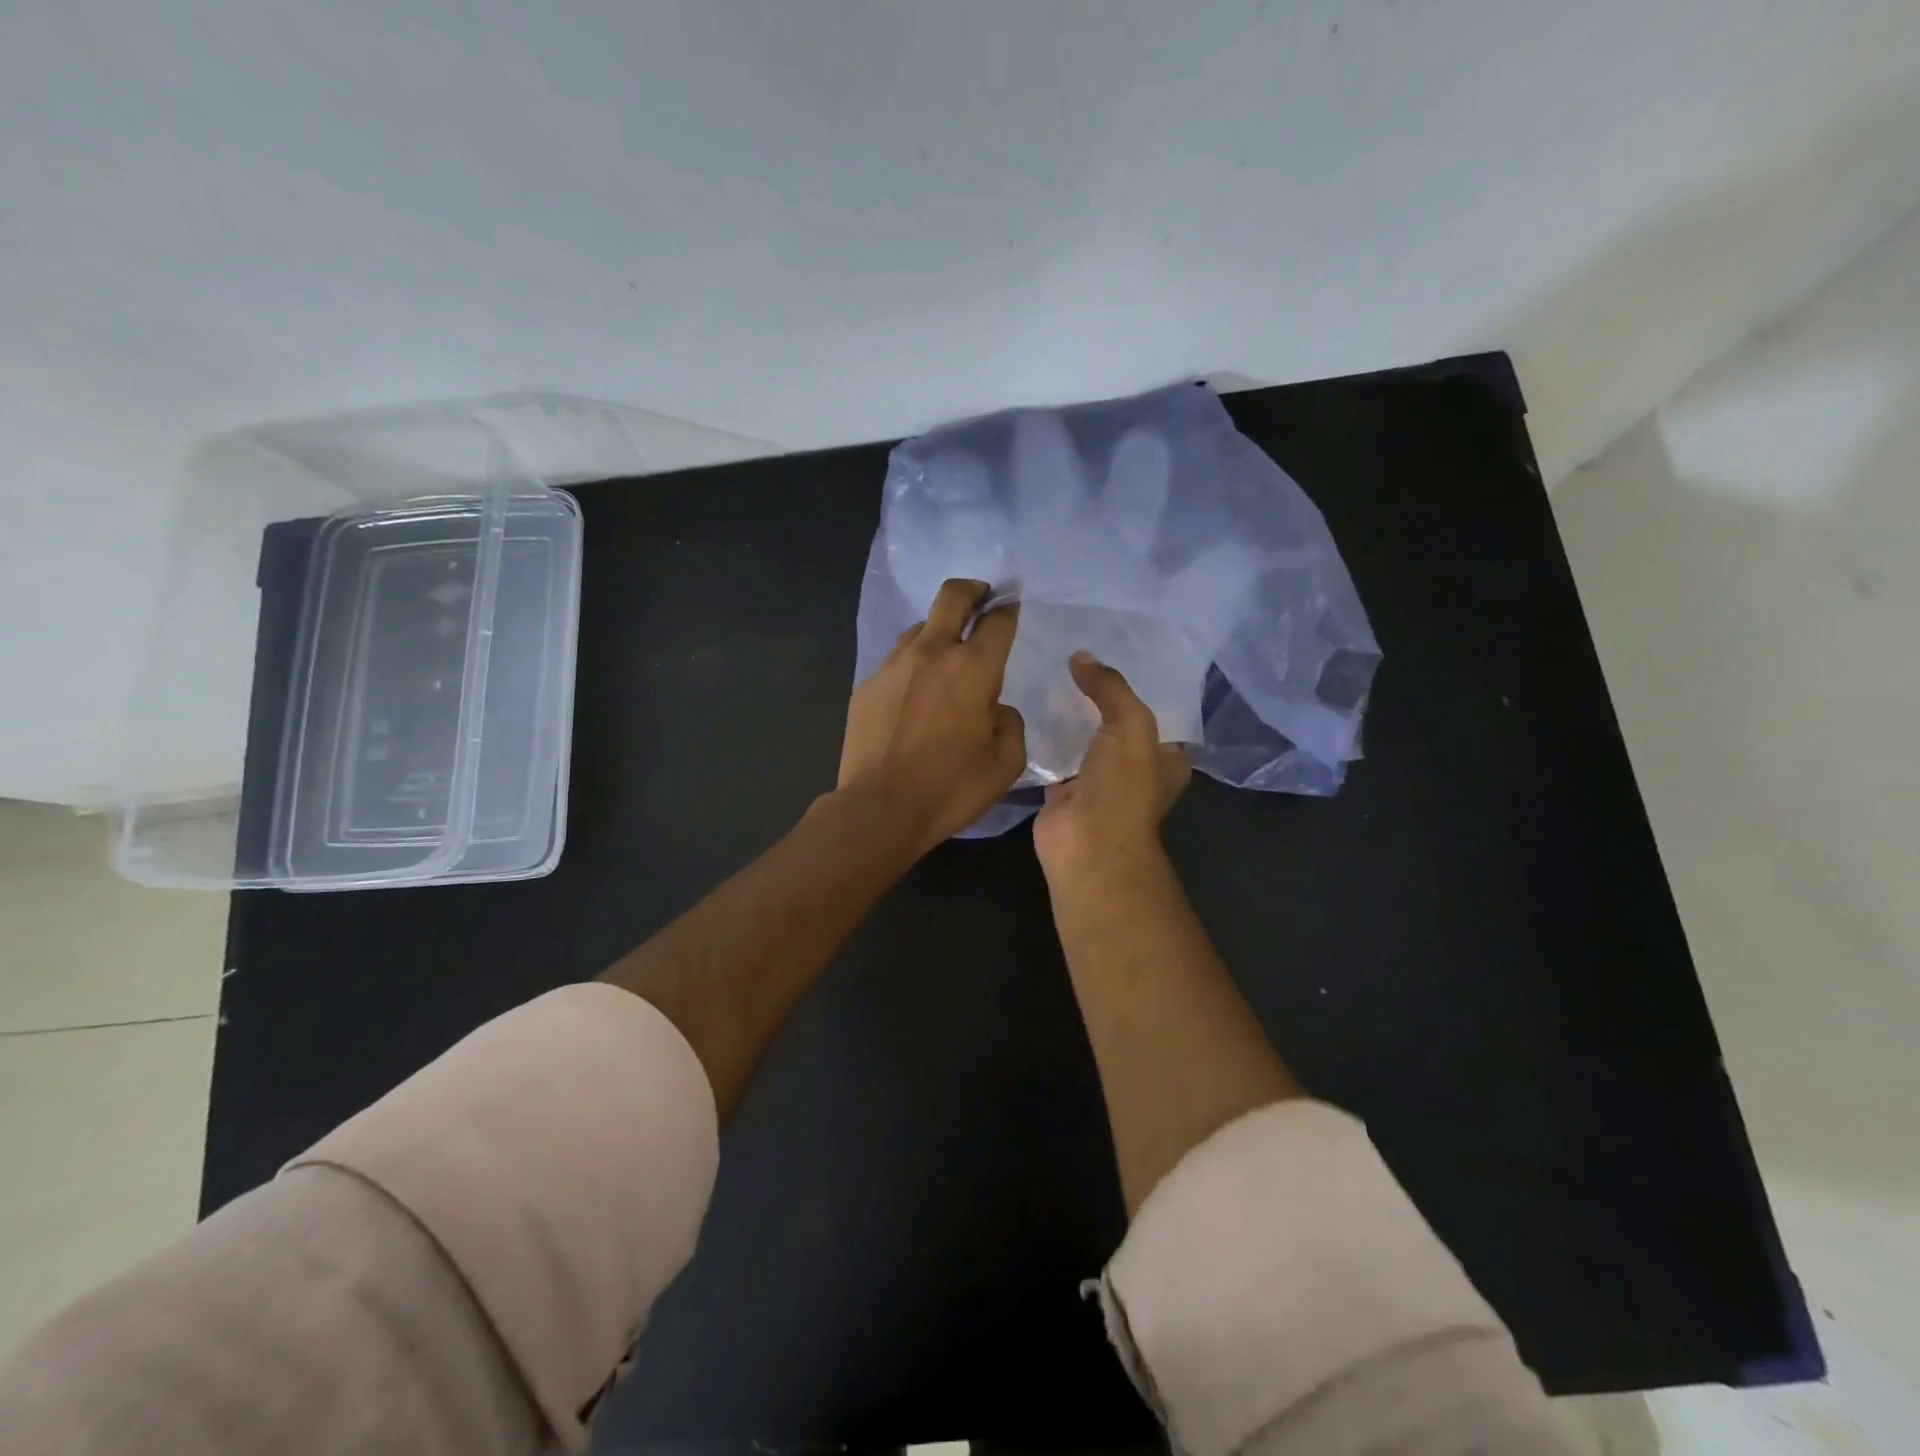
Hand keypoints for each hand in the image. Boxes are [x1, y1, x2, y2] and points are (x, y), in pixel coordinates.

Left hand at [838, 578, 1026, 851]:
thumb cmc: (950, 788)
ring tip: (944, 658)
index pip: (997, 621)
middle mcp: (931, 654)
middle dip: (971, 590)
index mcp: (972, 669)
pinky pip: (895, 662)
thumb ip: (1009, 723)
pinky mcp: (866, 686)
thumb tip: (995, 709)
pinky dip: (911, 667)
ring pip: (919, 629)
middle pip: (951, 598)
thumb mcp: (1005, 763)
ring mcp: (892, 666)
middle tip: (981, 596)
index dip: (1008, 608)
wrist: (879, 809)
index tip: (1012, 604)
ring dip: (938, 632)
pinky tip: (913, 695)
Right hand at [1033, 652, 1190, 879]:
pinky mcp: (1065, 790)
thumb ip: (1111, 687)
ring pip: (1085, 738)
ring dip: (1070, 715)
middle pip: (1118, 722)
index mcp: (1167, 757)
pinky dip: (1044, 738)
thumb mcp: (1130, 725)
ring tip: (1049, 673)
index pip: (1160, 710)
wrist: (1086, 843)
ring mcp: (1099, 781)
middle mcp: (1136, 768)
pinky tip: (1029, 707)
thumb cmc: (1123, 786)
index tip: (1117, 651)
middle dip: (1100, 695)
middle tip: (1075, 657)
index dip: (1142, 682)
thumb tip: (1081, 656)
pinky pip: (1055, 755)